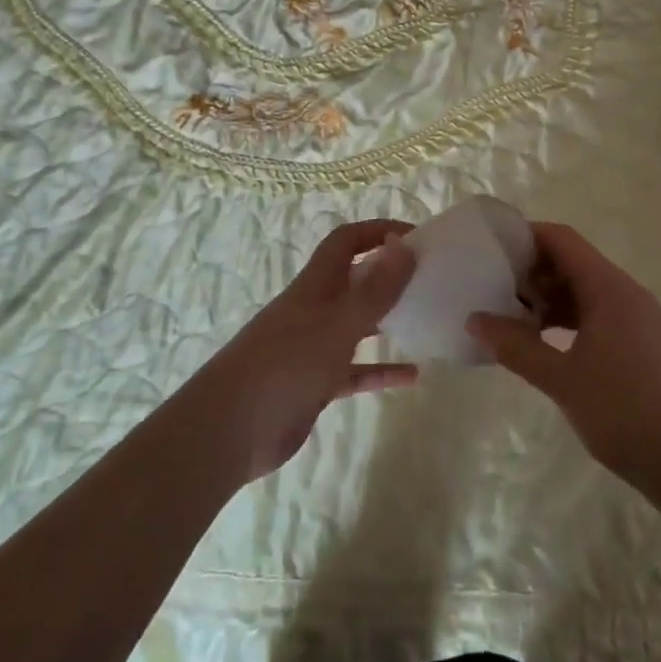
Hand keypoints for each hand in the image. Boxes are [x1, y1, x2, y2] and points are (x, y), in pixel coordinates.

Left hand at [192, 219, 417, 481]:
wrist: (228, 431)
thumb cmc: (284, 366)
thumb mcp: (336, 325)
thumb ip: (374, 290)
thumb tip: (406, 246)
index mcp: (315, 286)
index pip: (347, 242)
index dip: (378, 231)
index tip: (418, 238)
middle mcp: (315, 310)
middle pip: (355, 281)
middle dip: (390, 275)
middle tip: (432, 279)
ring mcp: (314, 348)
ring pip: (358, 326)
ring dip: (389, 321)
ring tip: (427, 320)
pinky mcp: (315, 383)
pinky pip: (356, 371)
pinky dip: (381, 371)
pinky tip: (413, 377)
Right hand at [469, 222, 660, 485]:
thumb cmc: (624, 412)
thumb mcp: (562, 379)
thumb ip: (516, 347)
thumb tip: (475, 320)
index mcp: (609, 289)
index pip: (562, 240)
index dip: (526, 236)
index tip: (491, 250)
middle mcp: (626, 293)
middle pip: (573, 263)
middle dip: (532, 272)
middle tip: (493, 290)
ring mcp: (638, 319)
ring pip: (585, 292)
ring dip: (549, 300)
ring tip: (511, 320)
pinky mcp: (642, 343)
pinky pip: (598, 315)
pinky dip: (568, 320)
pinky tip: (544, 344)